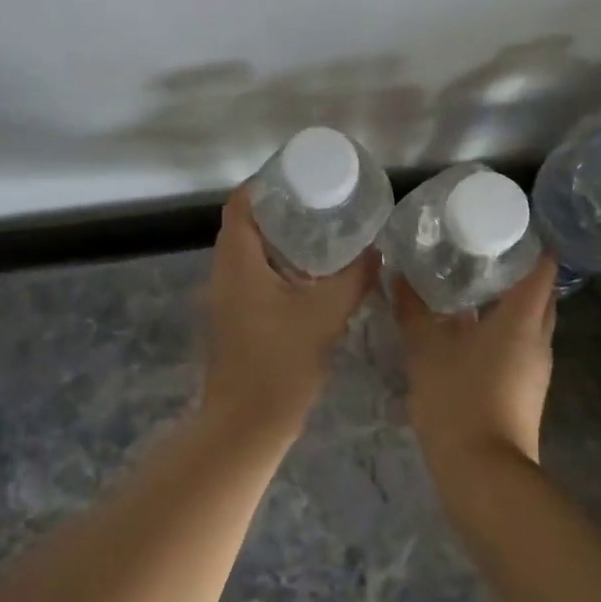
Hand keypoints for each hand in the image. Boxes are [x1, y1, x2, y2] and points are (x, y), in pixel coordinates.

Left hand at [200, 187, 376, 437]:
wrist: (246, 426)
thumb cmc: (280, 364)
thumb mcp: (325, 315)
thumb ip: (353, 279)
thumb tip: (376, 251)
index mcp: (237, 262)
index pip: (241, 205)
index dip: (265, 184)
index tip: (300, 175)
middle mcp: (224, 274)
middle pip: (244, 226)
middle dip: (279, 210)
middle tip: (320, 201)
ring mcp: (226, 300)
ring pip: (249, 254)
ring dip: (279, 240)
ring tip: (321, 231)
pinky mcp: (235, 321)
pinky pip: (253, 278)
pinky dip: (278, 266)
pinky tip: (311, 276)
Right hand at [394, 256, 557, 468]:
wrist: (484, 475)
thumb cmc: (458, 401)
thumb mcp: (425, 351)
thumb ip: (411, 310)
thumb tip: (396, 275)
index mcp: (522, 320)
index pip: (542, 268)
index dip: (529, 243)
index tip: (504, 225)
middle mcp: (538, 339)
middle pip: (539, 293)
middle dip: (517, 270)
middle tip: (481, 250)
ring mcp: (535, 368)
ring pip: (529, 321)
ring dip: (507, 301)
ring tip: (469, 282)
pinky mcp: (525, 390)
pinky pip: (519, 344)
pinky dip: (501, 328)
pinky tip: (467, 328)